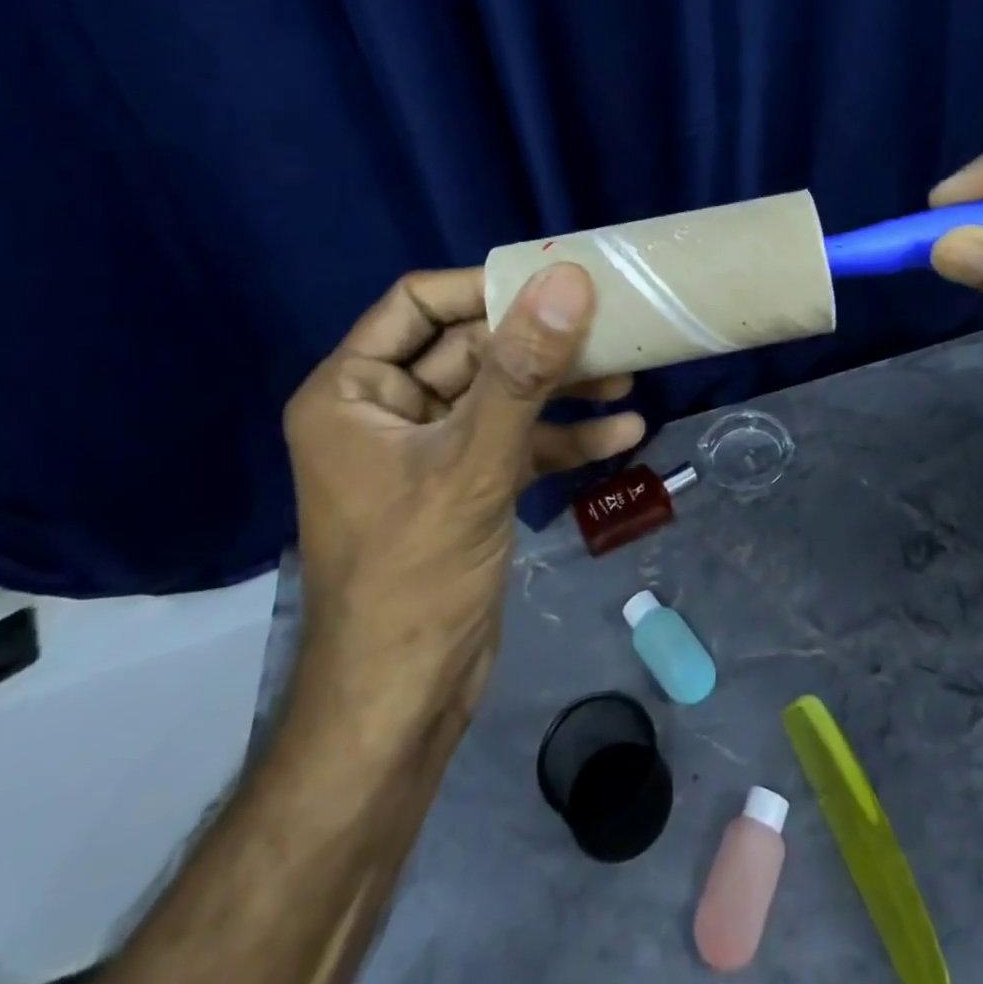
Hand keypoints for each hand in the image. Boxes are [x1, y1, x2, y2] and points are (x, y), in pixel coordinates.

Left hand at [282, 264, 643, 722]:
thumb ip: (523, 370)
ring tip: (629, 377)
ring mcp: (431, 450)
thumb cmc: (415, 576)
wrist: (404, 703)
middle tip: (612, 328)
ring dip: (563, 390)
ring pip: (503, 396)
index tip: (557, 282)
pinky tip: (624, 434)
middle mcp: (387, 410)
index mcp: (353, 391)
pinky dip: (564, 438)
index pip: (419, 304)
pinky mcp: (467, 485)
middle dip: (542, 344)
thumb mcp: (474, 463)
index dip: (487, 287)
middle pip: (473, 349)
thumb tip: (567, 281)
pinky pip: (518, 442)